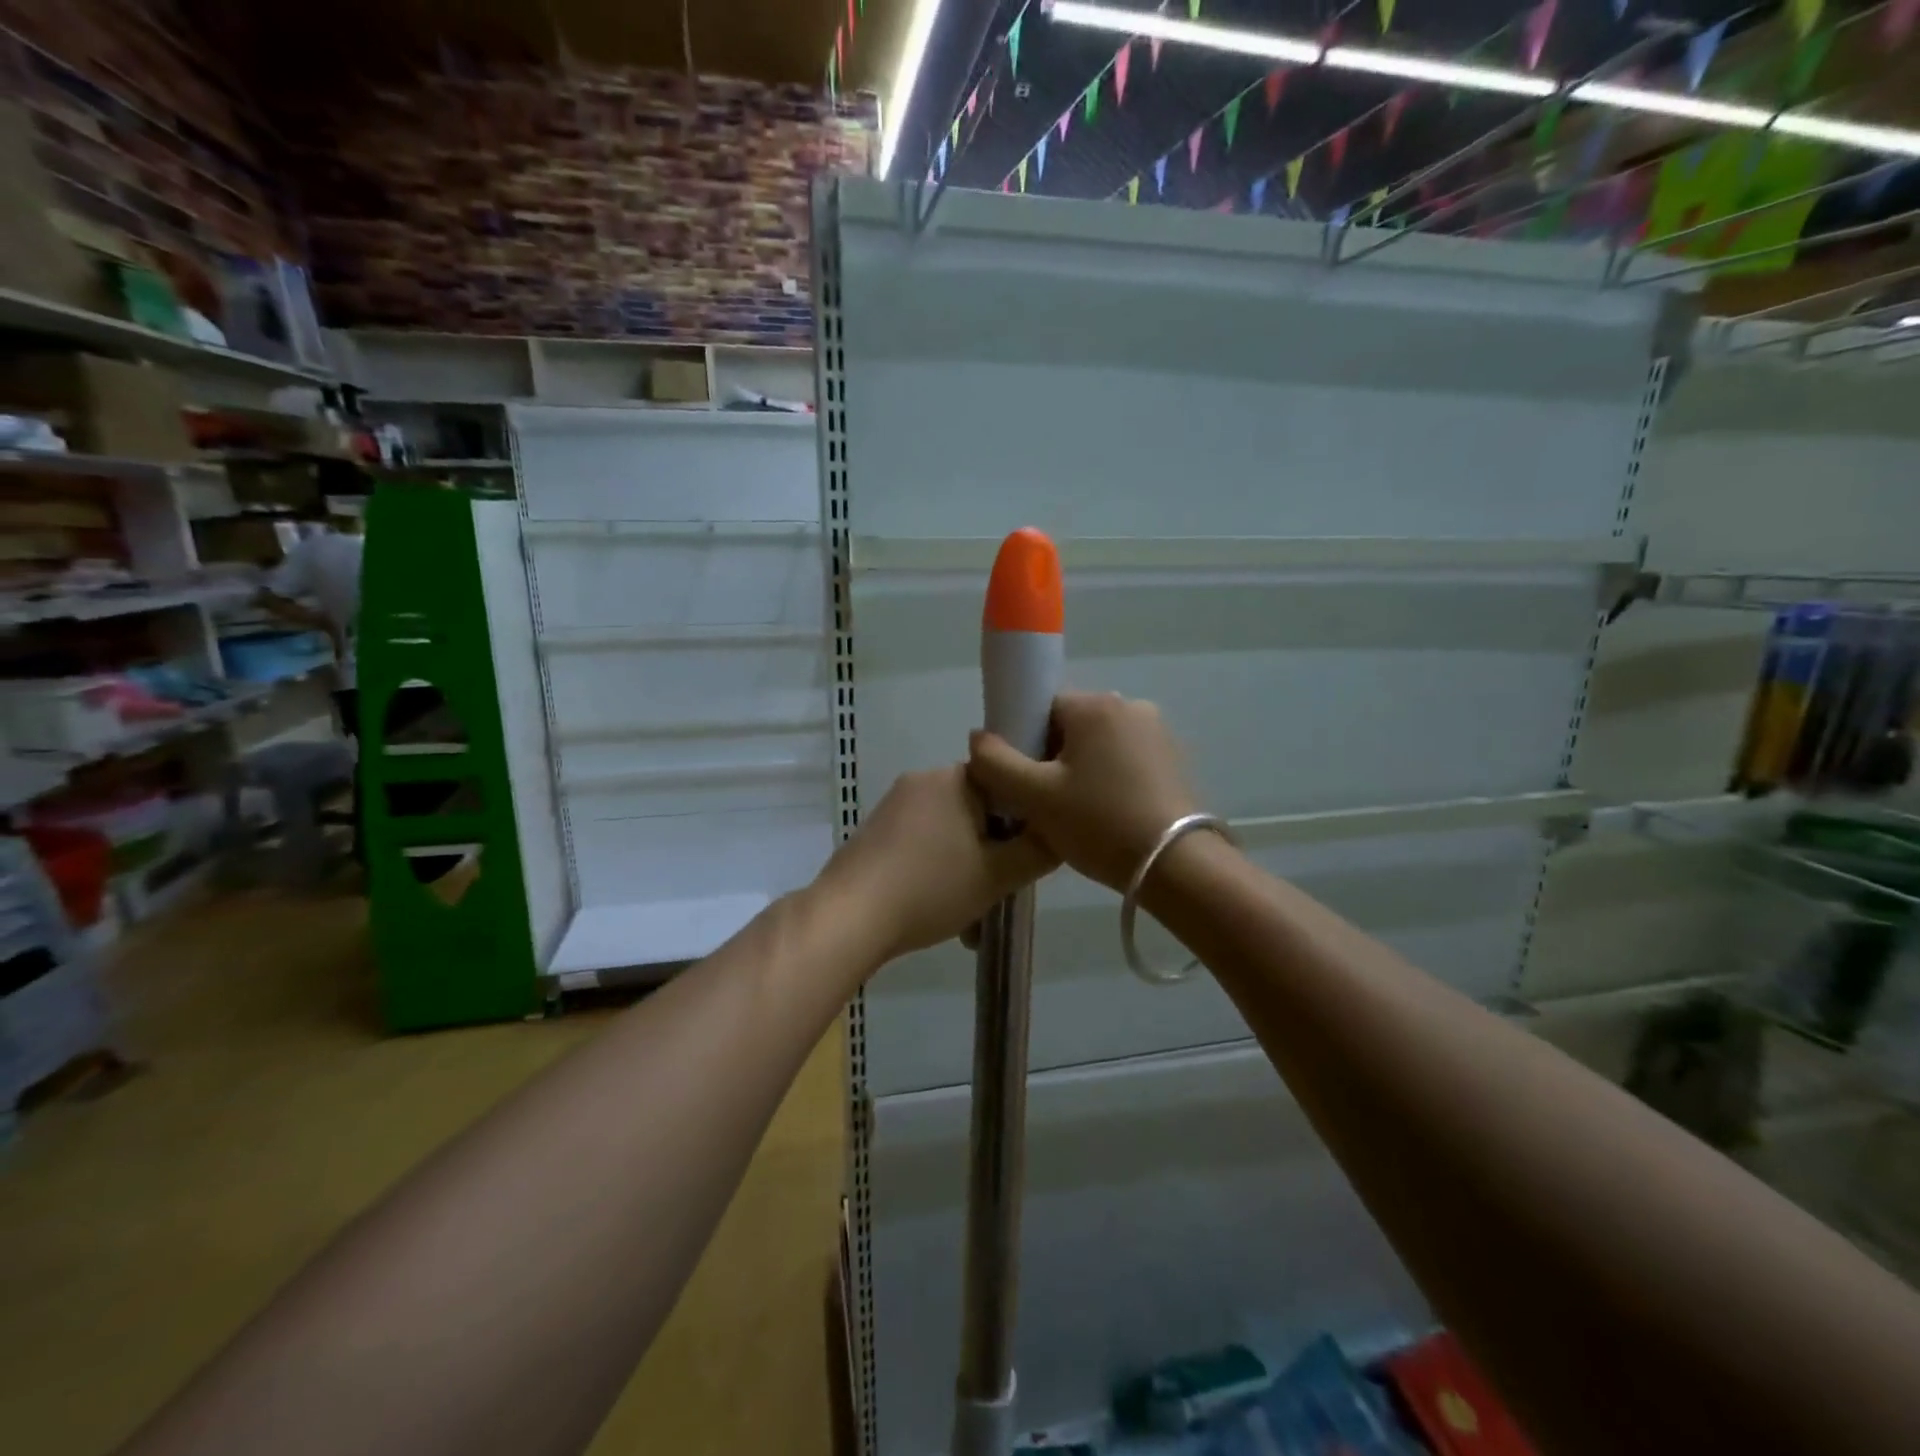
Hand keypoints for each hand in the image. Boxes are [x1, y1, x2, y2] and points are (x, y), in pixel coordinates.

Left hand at [812, 764, 1056, 966]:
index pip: (1007, 783)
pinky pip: (921, 843)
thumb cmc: (931, 888)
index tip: (1026, 856)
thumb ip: (1038, 850)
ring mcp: (894, 804)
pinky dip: (936, 870)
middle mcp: (924, 779)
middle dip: (993, 851)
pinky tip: (937, 910)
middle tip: (999, 893)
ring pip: (950, 832)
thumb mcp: (999, 875)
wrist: (850, 916)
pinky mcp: (875, 830)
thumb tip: (1057, 831)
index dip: (1024, 819)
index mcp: (956, 778)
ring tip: (970, 919)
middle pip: (979, 810)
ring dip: (967, 867)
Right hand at [969, 691, 1198, 892]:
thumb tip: (979, 737)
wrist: (1177, 867)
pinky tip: (1108, 816)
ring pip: (1097, 746)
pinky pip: (1124, 761)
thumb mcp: (1034, 797)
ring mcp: (1158, 733)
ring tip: (1078, 816)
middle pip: (1069, 727)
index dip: (1024, 746)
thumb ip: (994, 762)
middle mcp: (1130, 706)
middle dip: (1052, 760)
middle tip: (1048, 805)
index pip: (1041, 710)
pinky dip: (1109, 781)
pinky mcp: (1174, 760)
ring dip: (1080, 772)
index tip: (1026, 784)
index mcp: (1096, 705)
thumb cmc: (1100, 824)